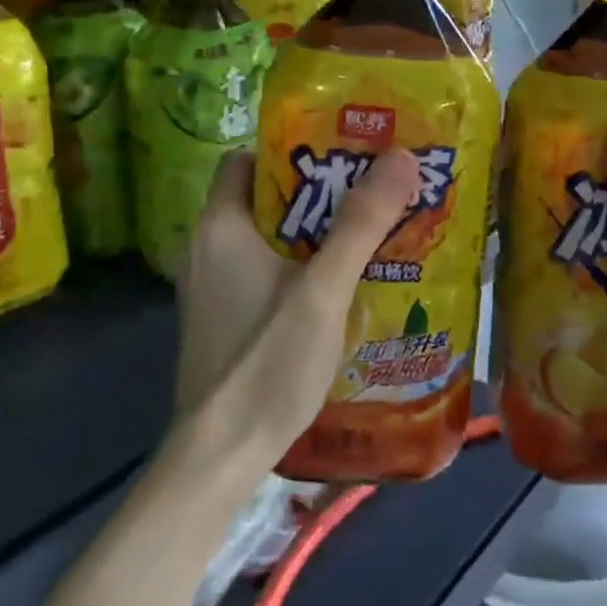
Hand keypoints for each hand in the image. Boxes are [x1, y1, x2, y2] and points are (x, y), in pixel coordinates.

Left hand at [174, 147, 420, 468]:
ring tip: (365, 235)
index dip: (291, 150)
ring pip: (265, 239)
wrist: (220, 456)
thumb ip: (361, 224)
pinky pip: (261, 272)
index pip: (246, 159)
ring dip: (311, 233)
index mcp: (220, 226)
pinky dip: (296, 267)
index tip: (341, 156)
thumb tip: (400, 157)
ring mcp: (210, 287)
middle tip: (369, 194)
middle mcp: (206, 248)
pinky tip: (337, 287)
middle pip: (263, 198)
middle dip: (316, 193)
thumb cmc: (267, 362)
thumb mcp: (323, 290)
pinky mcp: (221, 319)